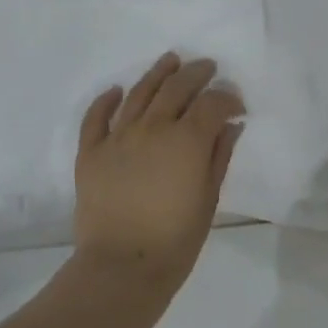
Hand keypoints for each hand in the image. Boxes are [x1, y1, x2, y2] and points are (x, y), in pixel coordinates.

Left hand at [71, 52, 244, 298]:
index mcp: (187, 140)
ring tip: (170, 61)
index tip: (236, 104)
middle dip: (196, 74)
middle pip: (176, 88)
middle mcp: (152, 128)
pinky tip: (116, 91)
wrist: (122, 266)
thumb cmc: (176, 239)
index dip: (227, 97)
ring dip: (157, 74)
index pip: (211, 103)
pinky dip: (106, 100)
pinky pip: (96, 117)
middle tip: (207, 67)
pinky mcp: (90, 152)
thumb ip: (220, 156)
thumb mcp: (209, 199)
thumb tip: (231, 125)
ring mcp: (117, 137)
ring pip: (139, 93)